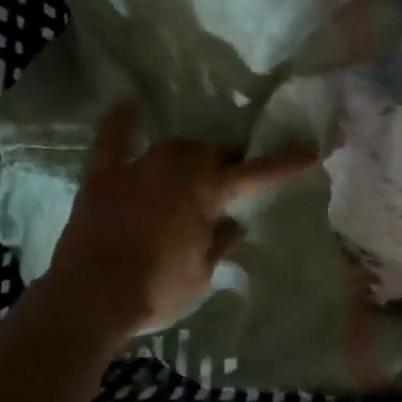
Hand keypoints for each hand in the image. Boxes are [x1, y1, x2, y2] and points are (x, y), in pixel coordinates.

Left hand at [41, 102, 317, 337]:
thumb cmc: (155, 292)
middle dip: (226, 161)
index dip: (285, 163)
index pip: (256, 174)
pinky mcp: (103, 177)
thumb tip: (234, 223)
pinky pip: (112, 139)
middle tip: (230, 177)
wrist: (89, 299)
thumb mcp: (201, 274)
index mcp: (207, 194)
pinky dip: (121, 122)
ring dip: (188, 152)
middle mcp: (177, 170)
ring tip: (192, 162)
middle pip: (211, 152)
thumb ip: (219, 243)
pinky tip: (128, 103)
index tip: (311, 149)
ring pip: (173, 145)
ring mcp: (137, 168)